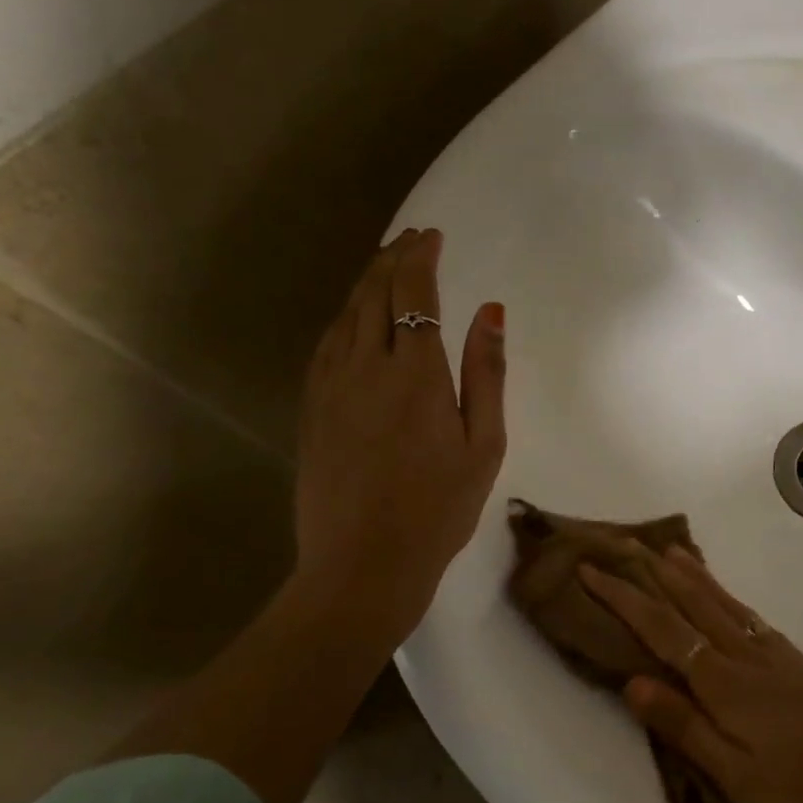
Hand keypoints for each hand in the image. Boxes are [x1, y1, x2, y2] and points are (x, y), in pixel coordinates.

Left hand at [295, 228, 506, 620]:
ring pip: (345, 316)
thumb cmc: (439, 509)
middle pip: (373, 294)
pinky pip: (325, 345)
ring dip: (366, 282)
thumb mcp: (483, 445)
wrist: (362, 566)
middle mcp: (366, 369)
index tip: (433, 236)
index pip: (412, 295)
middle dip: (393, 259)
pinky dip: (343, 318)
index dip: (421, 258)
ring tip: (385, 264)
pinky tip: (352, 317)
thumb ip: (486, 373)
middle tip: (411, 238)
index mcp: (416, 375)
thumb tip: (490, 311)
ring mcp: (331, 388)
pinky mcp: (312, 409)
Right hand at [580, 546, 802, 802]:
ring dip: (690, 575)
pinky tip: (723, 596)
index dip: (624, 598)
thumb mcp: (738, 777)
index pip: (661, 629)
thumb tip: (631, 681)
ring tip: (667, 551)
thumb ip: (684, 726)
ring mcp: (774, 654)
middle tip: (624, 543)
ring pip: (721, 603)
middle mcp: (745, 655)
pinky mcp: (797, 661)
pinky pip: (748, 614)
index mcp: (723, 683)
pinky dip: (725, 595)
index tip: (591, 570)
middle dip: (651, 575)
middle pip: (689, 605)